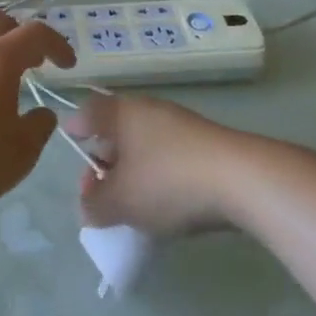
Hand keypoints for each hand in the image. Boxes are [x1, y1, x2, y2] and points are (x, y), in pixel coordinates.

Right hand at [69, 95, 247, 236]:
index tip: (73, 149)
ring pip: (145, 144)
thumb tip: (88, 206)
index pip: (88, 111)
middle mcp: (148, 109)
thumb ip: (94, 205)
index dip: (76, 130)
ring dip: (134, 171)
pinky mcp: (206, 143)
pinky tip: (167, 203)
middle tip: (100, 191)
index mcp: (121, 113)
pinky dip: (161, 175)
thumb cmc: (168, 182)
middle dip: (105, 160)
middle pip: (116, 130)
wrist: (242, 180)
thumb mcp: (121, 202)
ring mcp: (181, 124)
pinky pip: (170, 156)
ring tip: (134, 204)